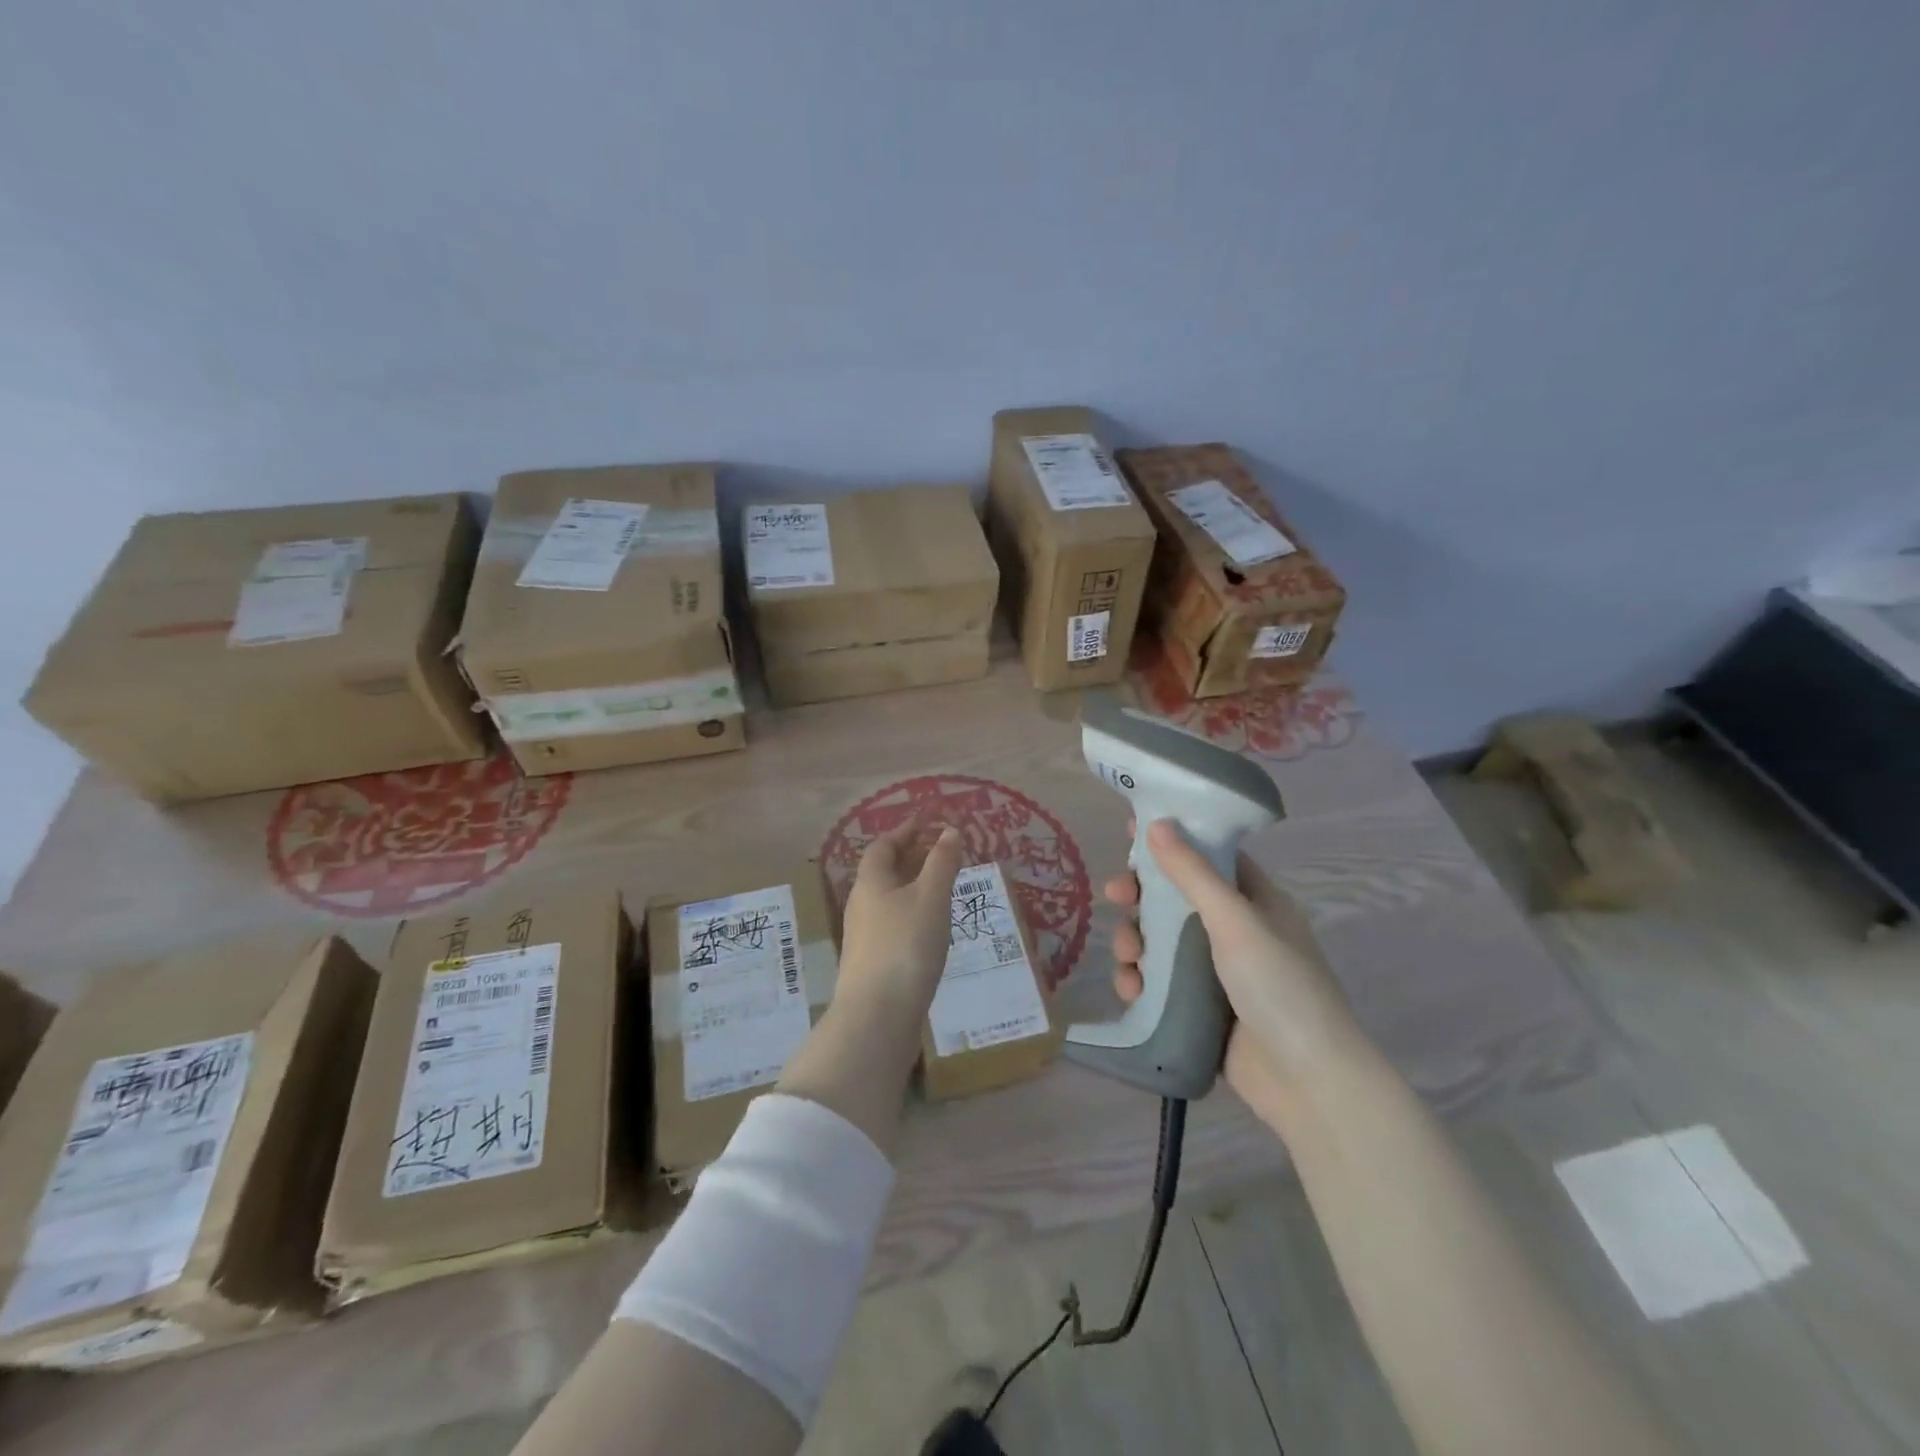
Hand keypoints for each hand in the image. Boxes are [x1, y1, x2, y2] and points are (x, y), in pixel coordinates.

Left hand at [836, 820, 964, 1024]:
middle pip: (884, 871)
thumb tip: (949, 830)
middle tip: (940, 849)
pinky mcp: (873, 962)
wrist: (877, 1015)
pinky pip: (893, 922)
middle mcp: (862, 904)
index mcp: (871, 882)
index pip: (883, 846)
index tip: (927, 821)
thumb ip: (942, 862)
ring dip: (913, 885)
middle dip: (911, 856)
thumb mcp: (931, 898)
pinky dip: (912, 911)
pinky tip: (931, 925)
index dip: (905, 831)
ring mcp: (864, 935)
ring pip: (889, 898)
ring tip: (942, 885)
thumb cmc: (906, 945)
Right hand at [1106, 819, 1366, 1131]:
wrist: (1308, 1083)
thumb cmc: (1279, 988)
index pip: (1208, 856)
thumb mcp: (1236, 922)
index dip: (1172, 842)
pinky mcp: (1199, 1008)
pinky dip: (1140, 980)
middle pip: (1175, 898)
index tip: (1130, 834)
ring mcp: (1216, 971)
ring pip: (1160, 940)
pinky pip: (1159, 981)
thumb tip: (1157, 823)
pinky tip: (1132, 990)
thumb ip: (1193, 873)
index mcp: (1255, 901)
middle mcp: (1235, 930)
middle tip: (1116, 896)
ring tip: (1128, 957)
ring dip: (1135, 941)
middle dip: (1142, 896)